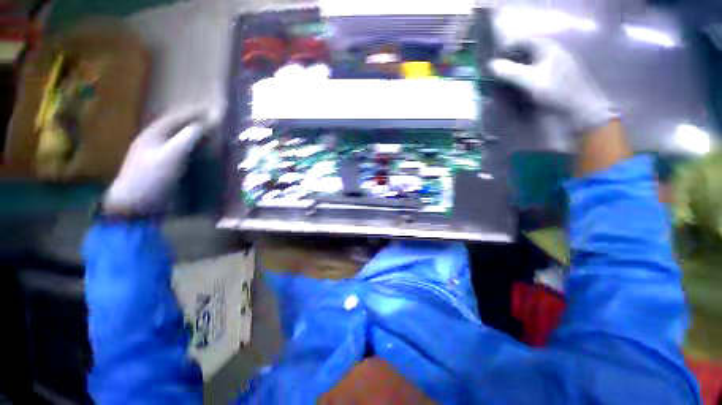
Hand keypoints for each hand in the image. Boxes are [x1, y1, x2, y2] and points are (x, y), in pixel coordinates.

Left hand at [102, 109, 214, 214]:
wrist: (134, 204)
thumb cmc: (151, 177)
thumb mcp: (171, 155)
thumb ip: (188, 138)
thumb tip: (205, 124)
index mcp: (155, 133)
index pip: (177, 116)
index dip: (195, 112)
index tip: (213, 110)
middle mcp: (155, 139)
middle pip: (178, 126)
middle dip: (196, 122)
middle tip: (215, 123)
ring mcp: (157, 153)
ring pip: (179, 138)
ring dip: (194, 135)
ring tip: (211, 136)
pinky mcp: (162, 165)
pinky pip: (180, 151)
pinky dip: (192, 149)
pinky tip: (201, 153)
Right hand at [489, 38, 616, 132]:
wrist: (578, 107)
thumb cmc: (555, 91)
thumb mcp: (529, 81)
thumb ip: (508, 72)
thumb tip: (489, 65)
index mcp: (545, 46)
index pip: (519, 41)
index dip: (504, 50)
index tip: (491, 63)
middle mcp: (549, 50)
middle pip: (523, 51)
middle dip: (508, 61)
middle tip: (495, 73)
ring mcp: (553, 62)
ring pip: (528, 61)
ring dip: (515, 69)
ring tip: (503, 80)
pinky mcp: (554, 74)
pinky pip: (534, 70)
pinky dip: (523, 75)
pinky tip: (518, 86)